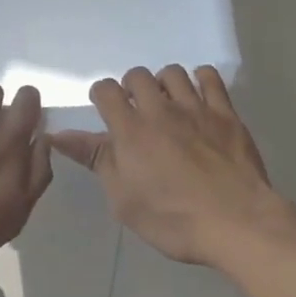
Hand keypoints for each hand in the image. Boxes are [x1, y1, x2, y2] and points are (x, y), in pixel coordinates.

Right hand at [51, 65, 295, 267]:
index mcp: (130, 129)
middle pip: (138, 75)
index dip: (102, 96)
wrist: (238, 224)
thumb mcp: (124, 200)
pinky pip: (210, 78)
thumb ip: (95, 160)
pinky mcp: (225, 113)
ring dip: (165, 84)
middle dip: (133, 88)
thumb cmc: (174, 219)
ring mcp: (195, 107)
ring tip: (168, 105)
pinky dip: (201, 80)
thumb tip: (58, 135)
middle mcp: (159, 109)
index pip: (105, 89)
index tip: (107, 113)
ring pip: (172, 72)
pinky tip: (199, 98)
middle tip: (138, 112)